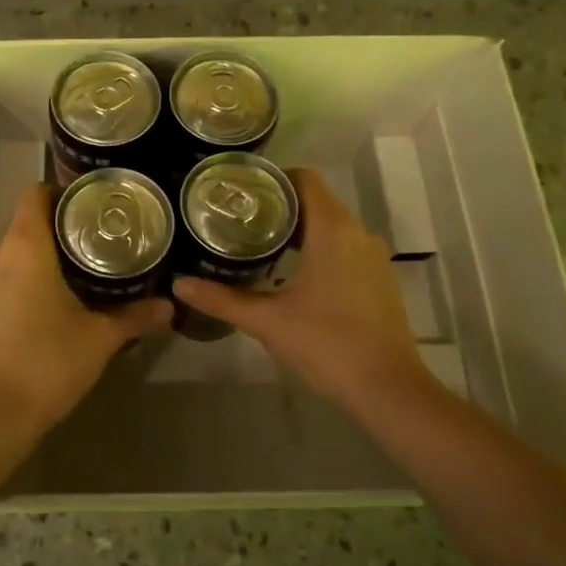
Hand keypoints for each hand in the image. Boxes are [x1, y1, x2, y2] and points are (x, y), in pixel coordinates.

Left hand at [0, 185, 171, 431]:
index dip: (64, 193)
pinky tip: (51, 304)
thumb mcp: (99, 339)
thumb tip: (170, 306)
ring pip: (14, 253)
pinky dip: (25, 280)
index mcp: (24, 247)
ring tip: (81, 273)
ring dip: (43, 258)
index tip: (93, 207)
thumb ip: (135, 316)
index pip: (37, 195)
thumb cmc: (47, 363)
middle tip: (101, 243)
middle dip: (61, 230)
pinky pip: (3, 278)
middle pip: (28, 224)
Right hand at [173, 168, 439, 410]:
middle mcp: (357, 232)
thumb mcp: (266, 321)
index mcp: (332, 229)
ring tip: (255, 241)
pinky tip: (289, 271)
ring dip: (297, 228)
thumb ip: (221, 299)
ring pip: (330, 224)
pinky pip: (343, 246)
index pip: (303, 179)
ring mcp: (372, 256)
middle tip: (236, 217)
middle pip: (314, 200)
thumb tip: (178, 284)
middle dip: (277, 205)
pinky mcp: (378, 278)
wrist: (387, 388)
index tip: (239, 191)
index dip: (271, 178)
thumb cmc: (326, 343)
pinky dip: (316, 247)